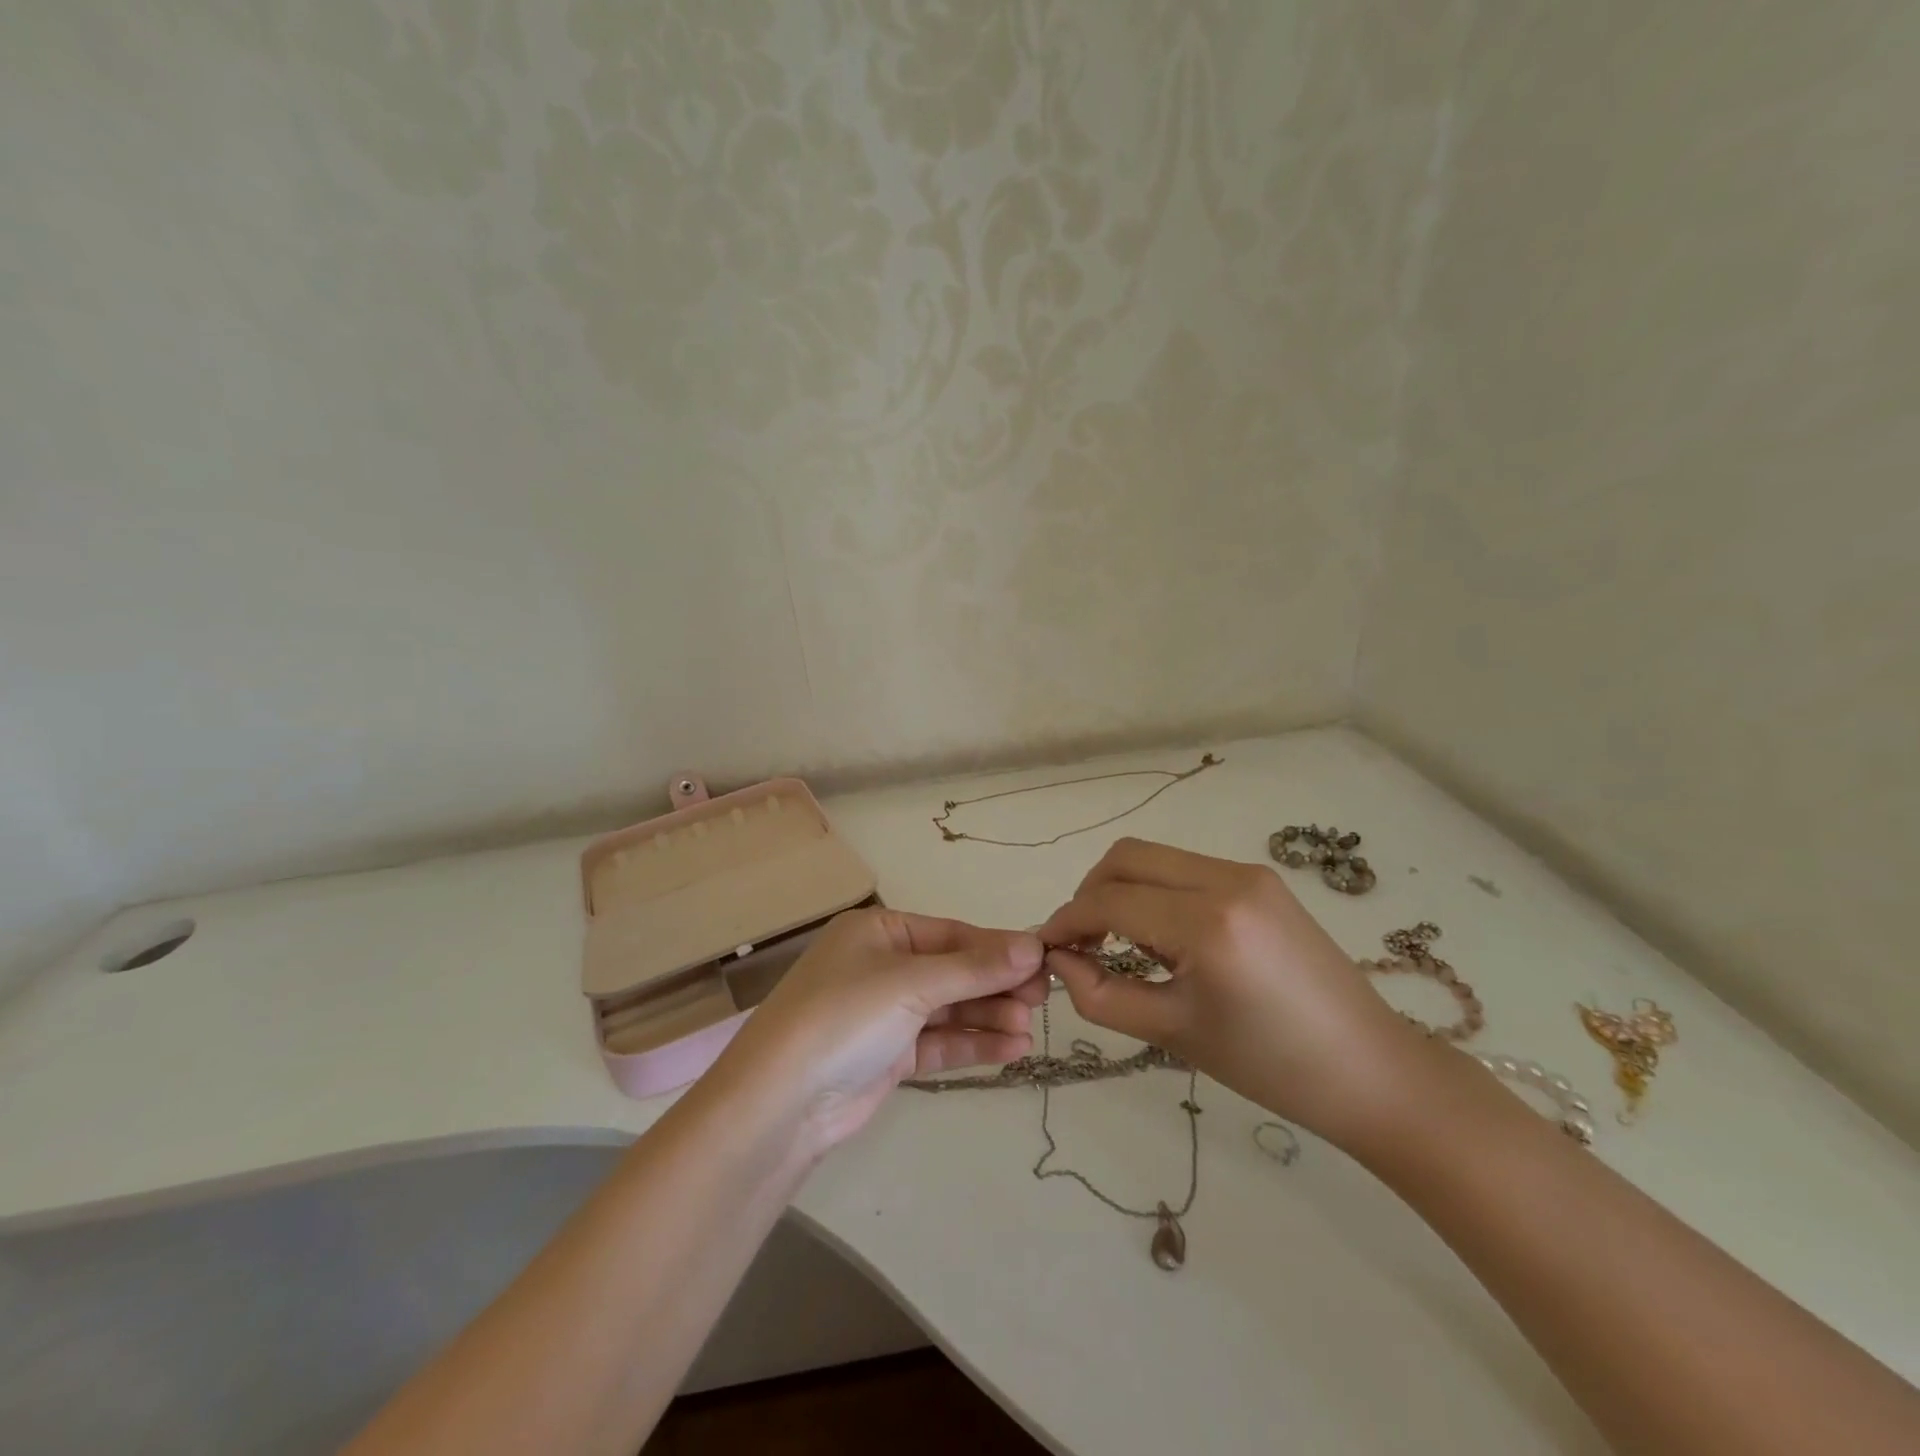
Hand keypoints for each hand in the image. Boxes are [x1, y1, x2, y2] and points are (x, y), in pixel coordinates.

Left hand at [712, 907, 1046, 1156]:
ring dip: (989, 1016)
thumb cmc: (844, 1016)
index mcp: (879, 931)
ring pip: (950, 1008)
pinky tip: (1013, 1048)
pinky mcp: (889, 1055)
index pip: (951, 933)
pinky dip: (973, 1043)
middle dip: (996, 984)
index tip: (1042, 960)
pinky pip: (940, 1041)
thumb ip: (974, 967)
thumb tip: (1033, 946)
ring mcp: (885, 1013)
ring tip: (1030, 1028)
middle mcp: (882, 966)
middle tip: (1043, 997)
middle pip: (953, 970)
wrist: (780, 1102)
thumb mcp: (911, 983)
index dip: (997, 947)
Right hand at [1039, 838, 1423, 1143]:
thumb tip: (1058, 960)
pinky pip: (1186, 868)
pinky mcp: (1260, 879)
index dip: (1067, 921)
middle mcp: (1226, 879)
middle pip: (1126, 857)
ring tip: (1119, 941)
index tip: (1046, 949)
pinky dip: (1155, 890)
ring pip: (1155, 857)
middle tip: (1081, 942)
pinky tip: (1161, 934)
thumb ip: (1100, 994)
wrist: (1369, 1069)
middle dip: (1089, 893)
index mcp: (1208, 923)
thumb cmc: (1269, 1065)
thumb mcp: (1172, 1032)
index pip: (1110, 901)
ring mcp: (1248, 873)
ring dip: (1121, 888)